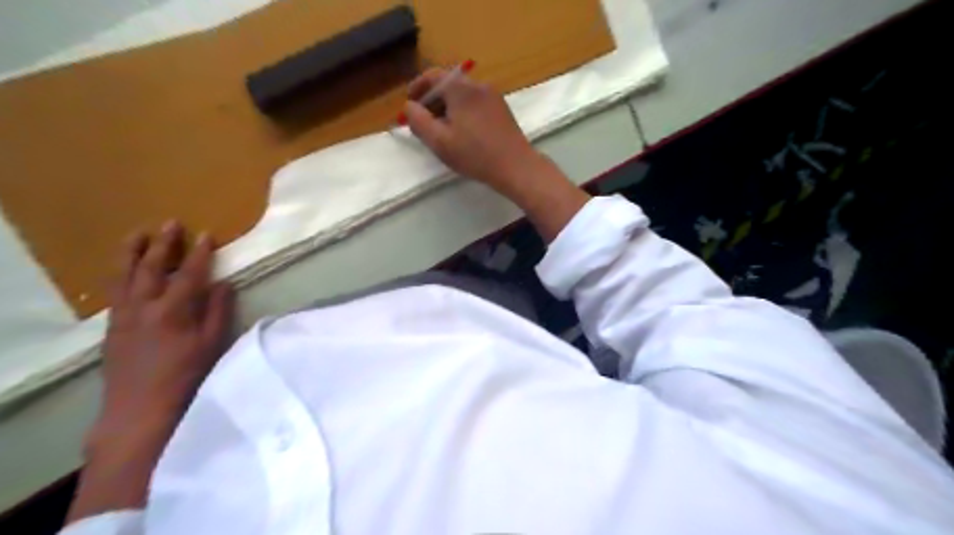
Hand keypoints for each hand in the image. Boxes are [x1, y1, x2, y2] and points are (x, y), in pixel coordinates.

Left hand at [67, 221, 233, 522]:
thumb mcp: (212, 344)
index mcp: (173, 311)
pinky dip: (120, 273)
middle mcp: (144, 307)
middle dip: (163, 244)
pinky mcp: (112, 326)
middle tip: (171, 223)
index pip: (189, 273)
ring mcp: (123, 315)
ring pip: (124, 275)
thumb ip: (218, 310)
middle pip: (151, 267)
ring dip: (132, 252)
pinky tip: (125, 269)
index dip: (199, 253)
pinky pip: (115, 291)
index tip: (206, 234)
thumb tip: (224, 283)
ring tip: (138, 234)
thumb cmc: (185, 375)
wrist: (139, 408)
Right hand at [399, 67, 543, 194]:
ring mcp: (493, 97)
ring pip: (463, 96)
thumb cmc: (475, 155)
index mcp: (461, 89)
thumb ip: (418, 121)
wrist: (516, 166)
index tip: (409, 103)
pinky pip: (476, 104)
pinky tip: (463, 133)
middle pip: (449, 85)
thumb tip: (409, 107)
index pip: (433, 76)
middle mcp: (478, 86)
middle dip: (432, 101)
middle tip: (424, 122)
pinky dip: (463, 112)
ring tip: (442, 131)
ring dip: (448, 108)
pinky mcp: (502, 109)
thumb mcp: (439, 141)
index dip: (418, 87)